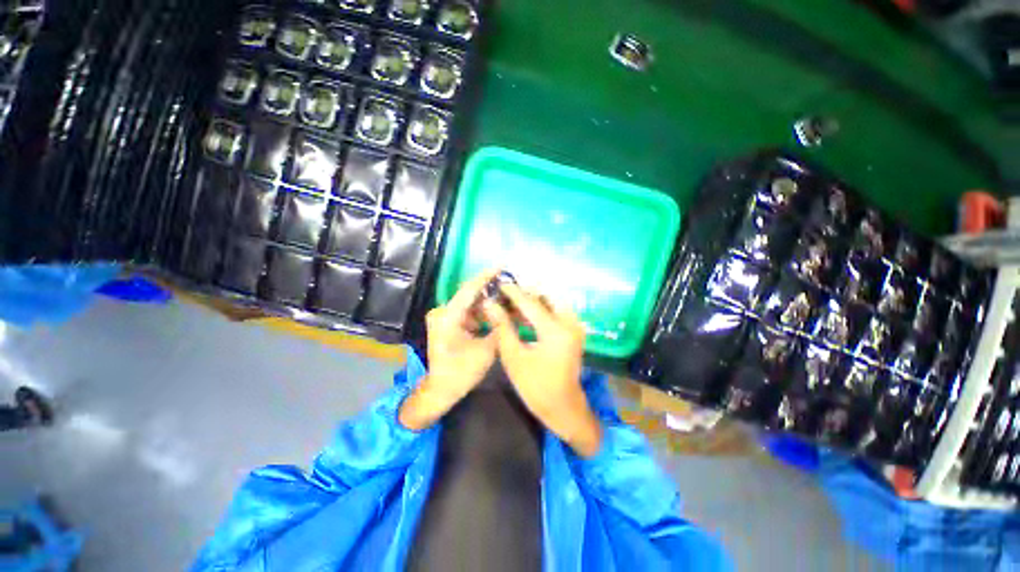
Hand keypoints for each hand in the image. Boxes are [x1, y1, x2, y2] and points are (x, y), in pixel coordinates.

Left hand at [399, 269, 499, 430]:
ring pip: (469, 304)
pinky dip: (479, 313)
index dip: (486, 276)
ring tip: (505, 304)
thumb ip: (499, 327)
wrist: (440, 390)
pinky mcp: (445, 323)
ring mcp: (442, 317)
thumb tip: (510, 310)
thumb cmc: (461, 372)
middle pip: (470, 296)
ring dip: (486, 304)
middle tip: (509, 289)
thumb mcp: (486, 350)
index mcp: (449, 316)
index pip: (469, 290)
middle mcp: (442, 312)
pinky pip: (466, 312)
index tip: (502, 267)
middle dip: (490, 292)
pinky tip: (493, 316)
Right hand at [483, 284, 602, 456]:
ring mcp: (574, 326)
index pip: (531, 303)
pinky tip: (525, 314)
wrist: (563, 407)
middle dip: (526, 293)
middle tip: (506, 294)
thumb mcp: (514, 357)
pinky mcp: (574, 331)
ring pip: (552, 302)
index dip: (513, 292)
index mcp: (555, 330)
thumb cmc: (535, 386)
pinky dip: (541, 309)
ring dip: (534, 300)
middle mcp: (569, 323)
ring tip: (512, 303)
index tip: (499, 284)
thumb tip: (490, 305)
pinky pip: (557, 311)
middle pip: (546, 297)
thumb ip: (503, 327)